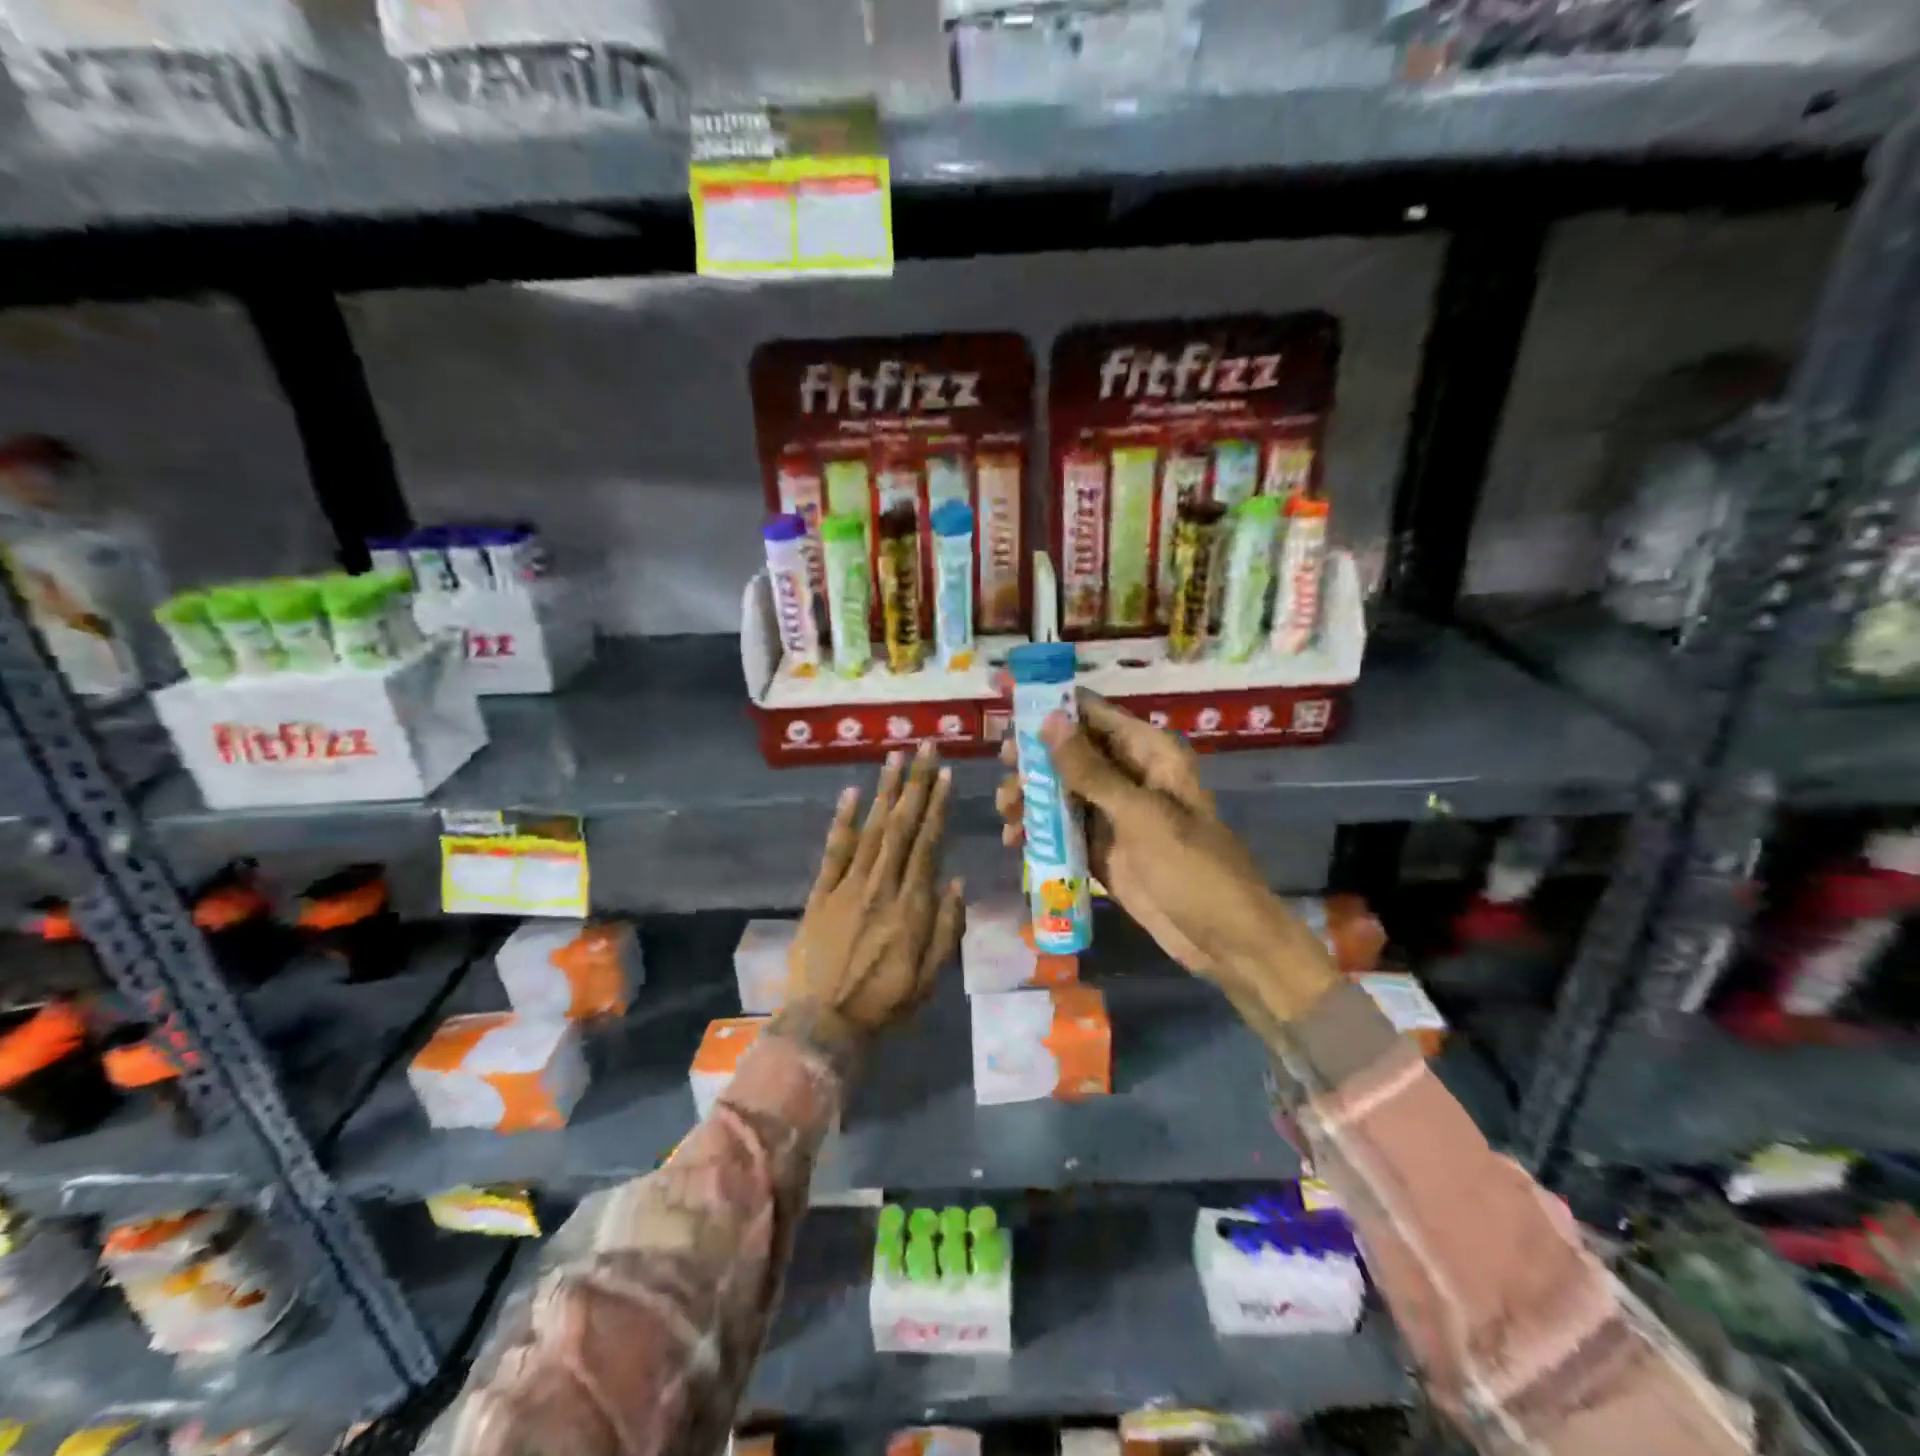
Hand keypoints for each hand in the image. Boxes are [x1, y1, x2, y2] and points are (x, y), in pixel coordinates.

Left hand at [789, 741, 965, 1034]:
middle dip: (915, 784)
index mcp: (912, 907)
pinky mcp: (820, 894)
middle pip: (901, 826)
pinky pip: (834, 851)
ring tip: (895, 757)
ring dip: (884, 791)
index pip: (928, 845)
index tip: (945, 775)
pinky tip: (852, 792)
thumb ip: (946, 929)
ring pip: (871, 830)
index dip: (937, 807)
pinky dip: (843, 820)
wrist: (823, 1023)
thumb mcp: (930, 978)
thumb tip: (956, 883)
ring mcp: (847, 887)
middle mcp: (881, 886)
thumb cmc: (883, 1003)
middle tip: (924, 747)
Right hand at [997, 691, 1331, 1008]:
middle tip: (1005, 772)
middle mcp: (1129, 775)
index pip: (1093, 715)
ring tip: (1008, 815)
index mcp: (1149, 753)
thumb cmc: (1193, 869)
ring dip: (1032, 799)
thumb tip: (1049, 719)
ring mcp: (1115, 814)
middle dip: (1034, 760)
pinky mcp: (1103, 848)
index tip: (1006, 710)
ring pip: (1061, 792)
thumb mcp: (1140, 816)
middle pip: (1070, 753)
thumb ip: (1091, 771)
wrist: (1225, 940)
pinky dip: (1039, 833)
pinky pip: (1063, 830)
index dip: (1051, 707)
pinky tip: (1015, 842)